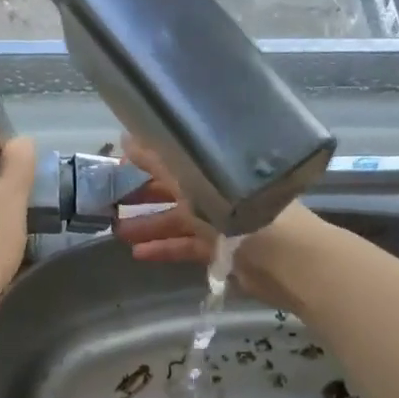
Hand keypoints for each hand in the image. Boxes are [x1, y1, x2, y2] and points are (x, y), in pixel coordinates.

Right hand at [113, 136, 328, 313]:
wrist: (288, 260)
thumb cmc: (243, 211)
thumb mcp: (197, 182)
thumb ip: (161, 163)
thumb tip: (127, 137)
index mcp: (217, 166)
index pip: (176, 159)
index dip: (146, 160)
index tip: (117, 165)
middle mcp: (220, 190)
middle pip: (176, 190)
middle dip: (143, 194)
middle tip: (110, 200)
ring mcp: (222, 223)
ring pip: (179, 220)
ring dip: (149, 225)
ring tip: (117, 231)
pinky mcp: (224, 252)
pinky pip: (188, 248)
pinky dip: (165, 250)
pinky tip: (139, 254)